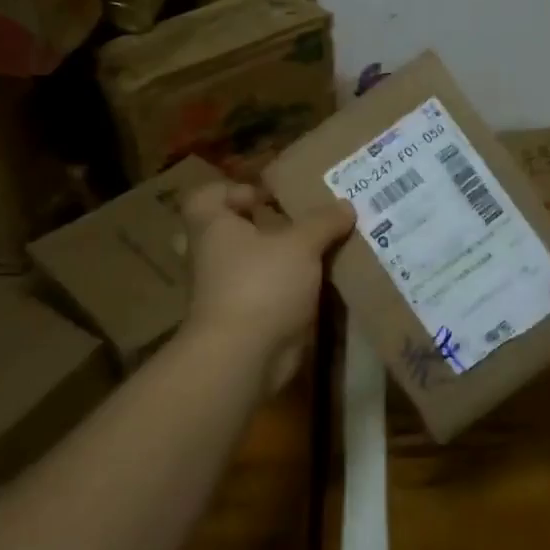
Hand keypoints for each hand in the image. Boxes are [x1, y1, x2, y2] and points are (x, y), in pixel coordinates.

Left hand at [179, 182, 354, 391]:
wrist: (243, 358)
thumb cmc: (262, 284)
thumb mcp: (301, 244)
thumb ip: (323, 222)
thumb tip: (346, 205)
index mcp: (212, 229)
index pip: (204, 197)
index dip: (232, 191)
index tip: (267, 197)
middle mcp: (210, 258)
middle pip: (224, 233)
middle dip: (253, 227)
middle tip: (287, 224)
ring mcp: (222, 293)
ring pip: (246, 266)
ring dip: (275, 261)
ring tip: (315, 253)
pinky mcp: (241, 321)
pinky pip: (262, 295)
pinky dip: (284, 291)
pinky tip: (318, 287)